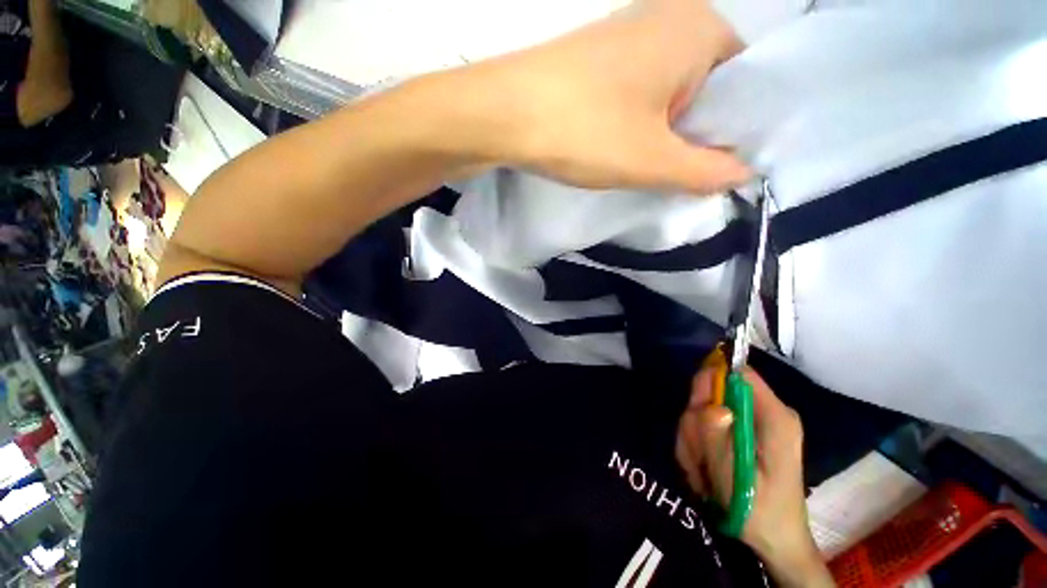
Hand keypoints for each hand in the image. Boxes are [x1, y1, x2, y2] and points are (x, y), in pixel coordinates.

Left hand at [465, 0, 750, 193]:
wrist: (505, 113)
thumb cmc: (585, 129)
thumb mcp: (653, 160)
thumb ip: (705, 170)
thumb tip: (742, 173)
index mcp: (700, 28)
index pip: (748, 79)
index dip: (737, 127)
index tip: (720, 165)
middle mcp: (671, 20)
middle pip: (709, 86)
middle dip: (700, 132)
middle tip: (683, 171)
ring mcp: (632, 36)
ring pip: (672, 92)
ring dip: (668, 132)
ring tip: (652, 163)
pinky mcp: (603, 59)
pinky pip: (642, 92)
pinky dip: (643, 122)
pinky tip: (628, 146)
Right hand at [676, 368, 835, 586]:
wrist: (775, 539)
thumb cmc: (758, 510)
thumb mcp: (734, 476)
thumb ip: (718, 437)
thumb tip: (713, 407)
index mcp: (774, 417)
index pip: (740, 373)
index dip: (712, 379)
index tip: (696, 407)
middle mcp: (765, 413)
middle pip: (715, 391)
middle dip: (698, 420)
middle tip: (699, 453)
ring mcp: (753, 422)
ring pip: (705, 410)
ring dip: (695, 437)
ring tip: (702, 468)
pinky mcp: (743, 431)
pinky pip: (708, 424)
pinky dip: (699, 444)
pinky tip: (704, 467)